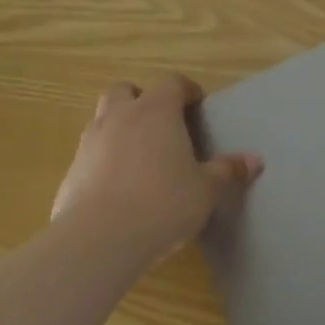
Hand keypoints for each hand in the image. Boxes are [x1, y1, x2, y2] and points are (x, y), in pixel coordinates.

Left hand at [50, 75, 261, 276]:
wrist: (97, 241)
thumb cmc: (163, 204)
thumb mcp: (206, 190)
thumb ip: (227, 171)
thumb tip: (254, 160)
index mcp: (156, 112)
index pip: (170, 82)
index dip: (185, 89)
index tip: (196, 104)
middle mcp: (119, 118)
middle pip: (124, 90)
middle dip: (141, 99)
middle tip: (160, 123)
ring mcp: (89, 144)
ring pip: (102, 119)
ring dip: (119, 128)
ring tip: (140, 156)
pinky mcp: (70, 173)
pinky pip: (89, 154)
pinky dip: (103, 160)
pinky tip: (118, 189)